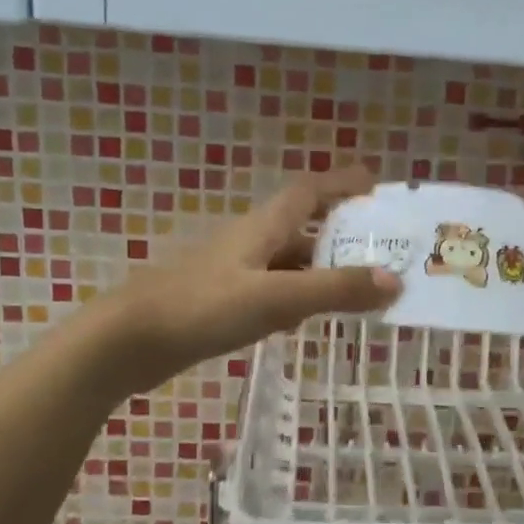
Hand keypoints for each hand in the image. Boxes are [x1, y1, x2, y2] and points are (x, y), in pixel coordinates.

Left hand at [88, 166, 400, 397]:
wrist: (128, 341)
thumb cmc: (203, 308)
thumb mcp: (276, 298)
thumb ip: (334, 290)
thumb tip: (395, 280)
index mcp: (262, 227)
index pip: (308, 191)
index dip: (341, 182)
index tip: (374, 183)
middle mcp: (248, 242)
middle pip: (301, 226)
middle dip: (340, 232)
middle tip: (380, 247)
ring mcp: (231, 272)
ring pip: (286, 261)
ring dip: (319, 268)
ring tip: (356, 287)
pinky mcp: (219, 301)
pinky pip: (269, 289)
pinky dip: (295, 296)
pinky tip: (304, 319)